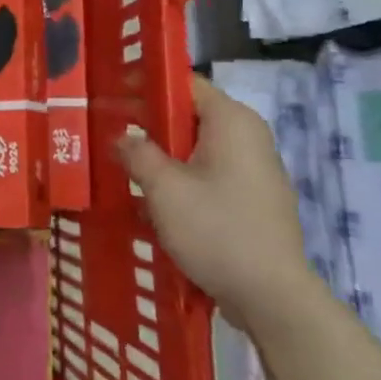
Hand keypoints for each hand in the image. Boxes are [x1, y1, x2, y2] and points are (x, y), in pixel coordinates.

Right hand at [117, 74, 320, 333]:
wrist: (271, 296)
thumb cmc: (216, 229)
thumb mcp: (164, 188)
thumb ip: (137, 153)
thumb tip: (121, 136)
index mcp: (231, 121)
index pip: (185, 82)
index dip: (145, 83)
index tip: (111, 93)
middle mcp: (248, 136)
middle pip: (190, 115)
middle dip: (149, 122)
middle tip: (109, 132)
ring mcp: (255, 169)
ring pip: (197, 147)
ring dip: (162, 154)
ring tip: (124, 167)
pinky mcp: (253, 198)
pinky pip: (209, 173)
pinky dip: (181, 178)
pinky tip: (154, 200)